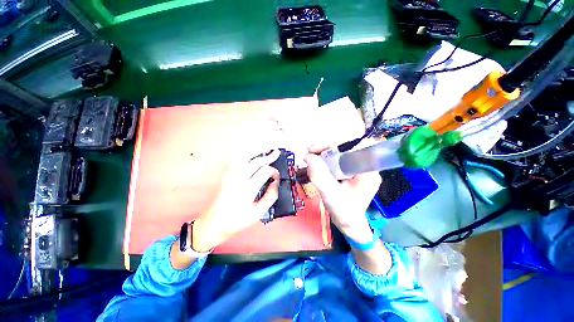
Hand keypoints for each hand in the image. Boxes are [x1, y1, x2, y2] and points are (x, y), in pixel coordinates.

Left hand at [192, 150, 280, 251]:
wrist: (214, 222)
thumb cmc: (237, 220)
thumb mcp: (257, 214)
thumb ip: (270, 197)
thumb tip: (276, 183)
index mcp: (247, 189)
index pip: (264, 172)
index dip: (274, 171)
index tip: (277, 177)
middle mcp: (238, 179)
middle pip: (255, 161)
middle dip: (268, 156)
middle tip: (276, 153)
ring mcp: (231, 175)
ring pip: (244, 156)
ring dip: (256, 150)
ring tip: (265, 147)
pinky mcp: (227, 174)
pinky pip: (236, 159)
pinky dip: (245, 152)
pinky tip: (251, 151)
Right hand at [305, 146, 380, 243]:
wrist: (348, 223)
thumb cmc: (343, 212)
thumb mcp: (330, 194)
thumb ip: (319, 175)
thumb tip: (308, 156)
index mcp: (367, 172)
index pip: (357, 147)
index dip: (338, 144)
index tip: (319, 149)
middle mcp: (365, 167)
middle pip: (346, 149)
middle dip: (326, 149)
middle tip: (310, 151)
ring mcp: (357, 169)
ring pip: (340, 154)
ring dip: (324, 154)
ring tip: (310, 158)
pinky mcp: (350, 172)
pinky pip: (338, 161)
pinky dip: (325, 161)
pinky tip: (315, 165)